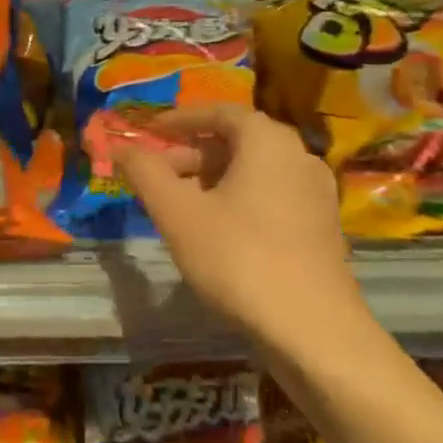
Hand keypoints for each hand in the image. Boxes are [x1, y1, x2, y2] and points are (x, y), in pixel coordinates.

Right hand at [119, 104, 367, 355]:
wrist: (313, 331)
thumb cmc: (238, 257)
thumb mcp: (177, 212)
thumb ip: (145, 172)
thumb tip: (120, 146)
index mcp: (268, 141)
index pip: (220, 111)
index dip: (180, 119)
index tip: (149, 131)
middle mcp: (299, 157)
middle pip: (236, 141)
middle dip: (191, 154)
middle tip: (156, 175)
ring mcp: (316, 194)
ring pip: (254, 171)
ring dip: (212, 179)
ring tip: (179, 205)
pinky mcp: (321, 228)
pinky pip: (271, 196)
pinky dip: (238, 199)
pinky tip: (215, 231)